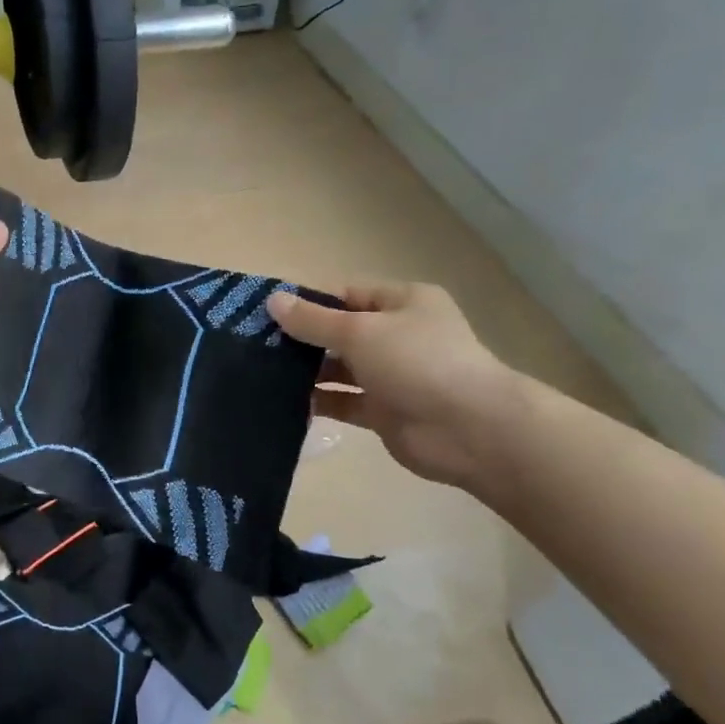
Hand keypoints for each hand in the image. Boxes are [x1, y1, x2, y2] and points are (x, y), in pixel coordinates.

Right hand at [268, 282, 524, 488]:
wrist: (470, 430)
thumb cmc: (418, 362)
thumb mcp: (360, 332)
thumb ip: (314, 320)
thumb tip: (273, 300)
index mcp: (402, 302)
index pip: (346, 293)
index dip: (307, 300)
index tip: (265, 310)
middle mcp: (397, 335)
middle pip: (340, 331)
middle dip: (301, 337)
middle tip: (254, 343)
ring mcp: (391, 375)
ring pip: (339, 368)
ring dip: (306, 371)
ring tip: (261, 372)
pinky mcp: (383, 411)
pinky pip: (343, 401)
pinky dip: (318, 402)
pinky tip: (284, 402)